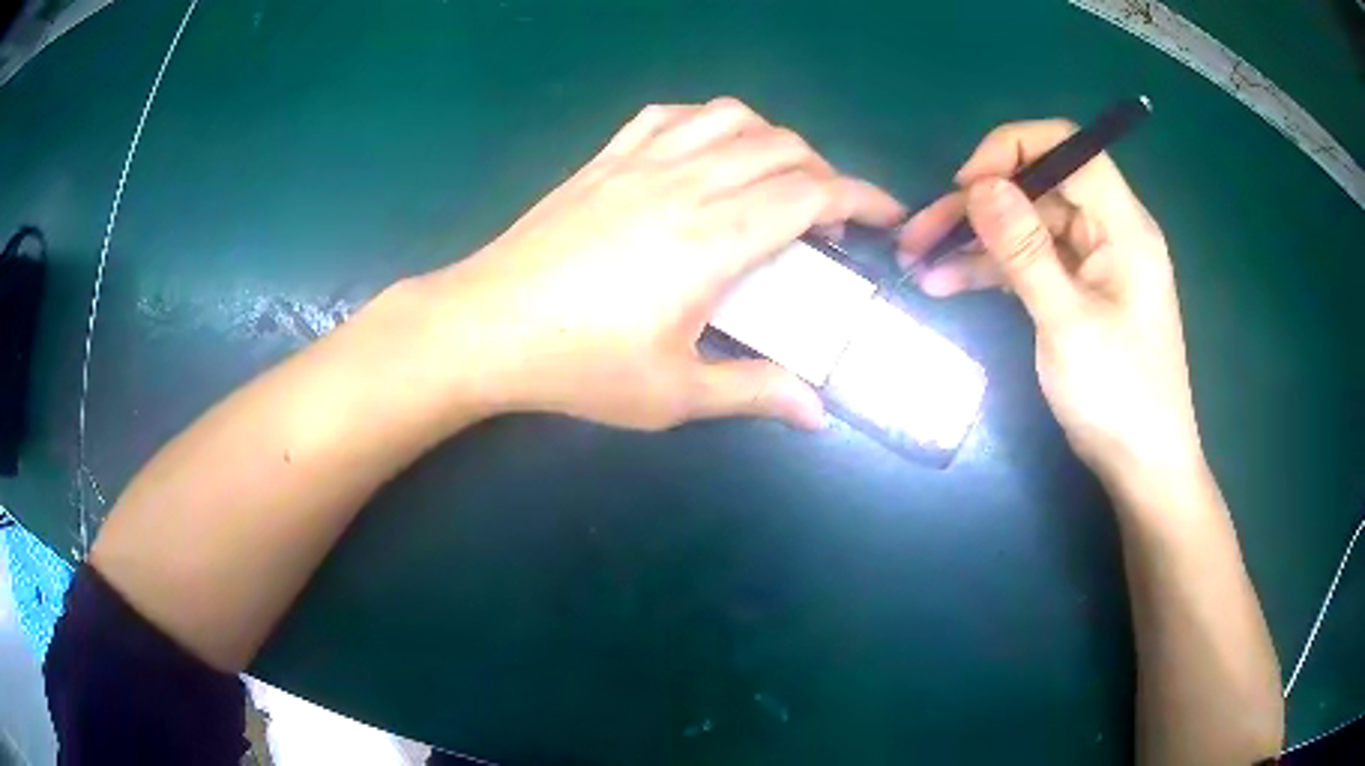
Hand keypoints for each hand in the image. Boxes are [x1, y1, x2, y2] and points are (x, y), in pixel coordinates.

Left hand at [413, 98, 905, 430]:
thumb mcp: (674, 395)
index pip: (812, 194)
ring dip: (771, 139)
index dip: (862, 198)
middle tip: (827, 220)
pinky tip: (706, 150)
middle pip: (783, 148)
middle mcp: (687, 183)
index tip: (886, 217)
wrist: (485, 326)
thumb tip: (817, 414)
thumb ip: (754, 392)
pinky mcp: (605, 158)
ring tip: (774, 178)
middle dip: (824, 174)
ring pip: (731, 117)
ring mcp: (641, 161)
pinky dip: (707, 121)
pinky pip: (671, 114)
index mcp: (714, 239)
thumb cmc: (578, 365)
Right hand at [900, 120, 1201, 483]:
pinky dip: (990, 270)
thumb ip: (1025, 251)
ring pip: (1026, 227)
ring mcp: (1092, 263)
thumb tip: (980, 185)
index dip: (1013, 150)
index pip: (1069, 148)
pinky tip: (946, 283)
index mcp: (1123, 226)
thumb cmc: (1119, 398)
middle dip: (977, 205)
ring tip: (917, 262)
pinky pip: (1030, 263)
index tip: (967, 185)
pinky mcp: (1078, 291)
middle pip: (1038, 189)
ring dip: (974, 241)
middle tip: (919, 233)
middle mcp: (1108, 232)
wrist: (1143, 467)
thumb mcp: (1068, 324)